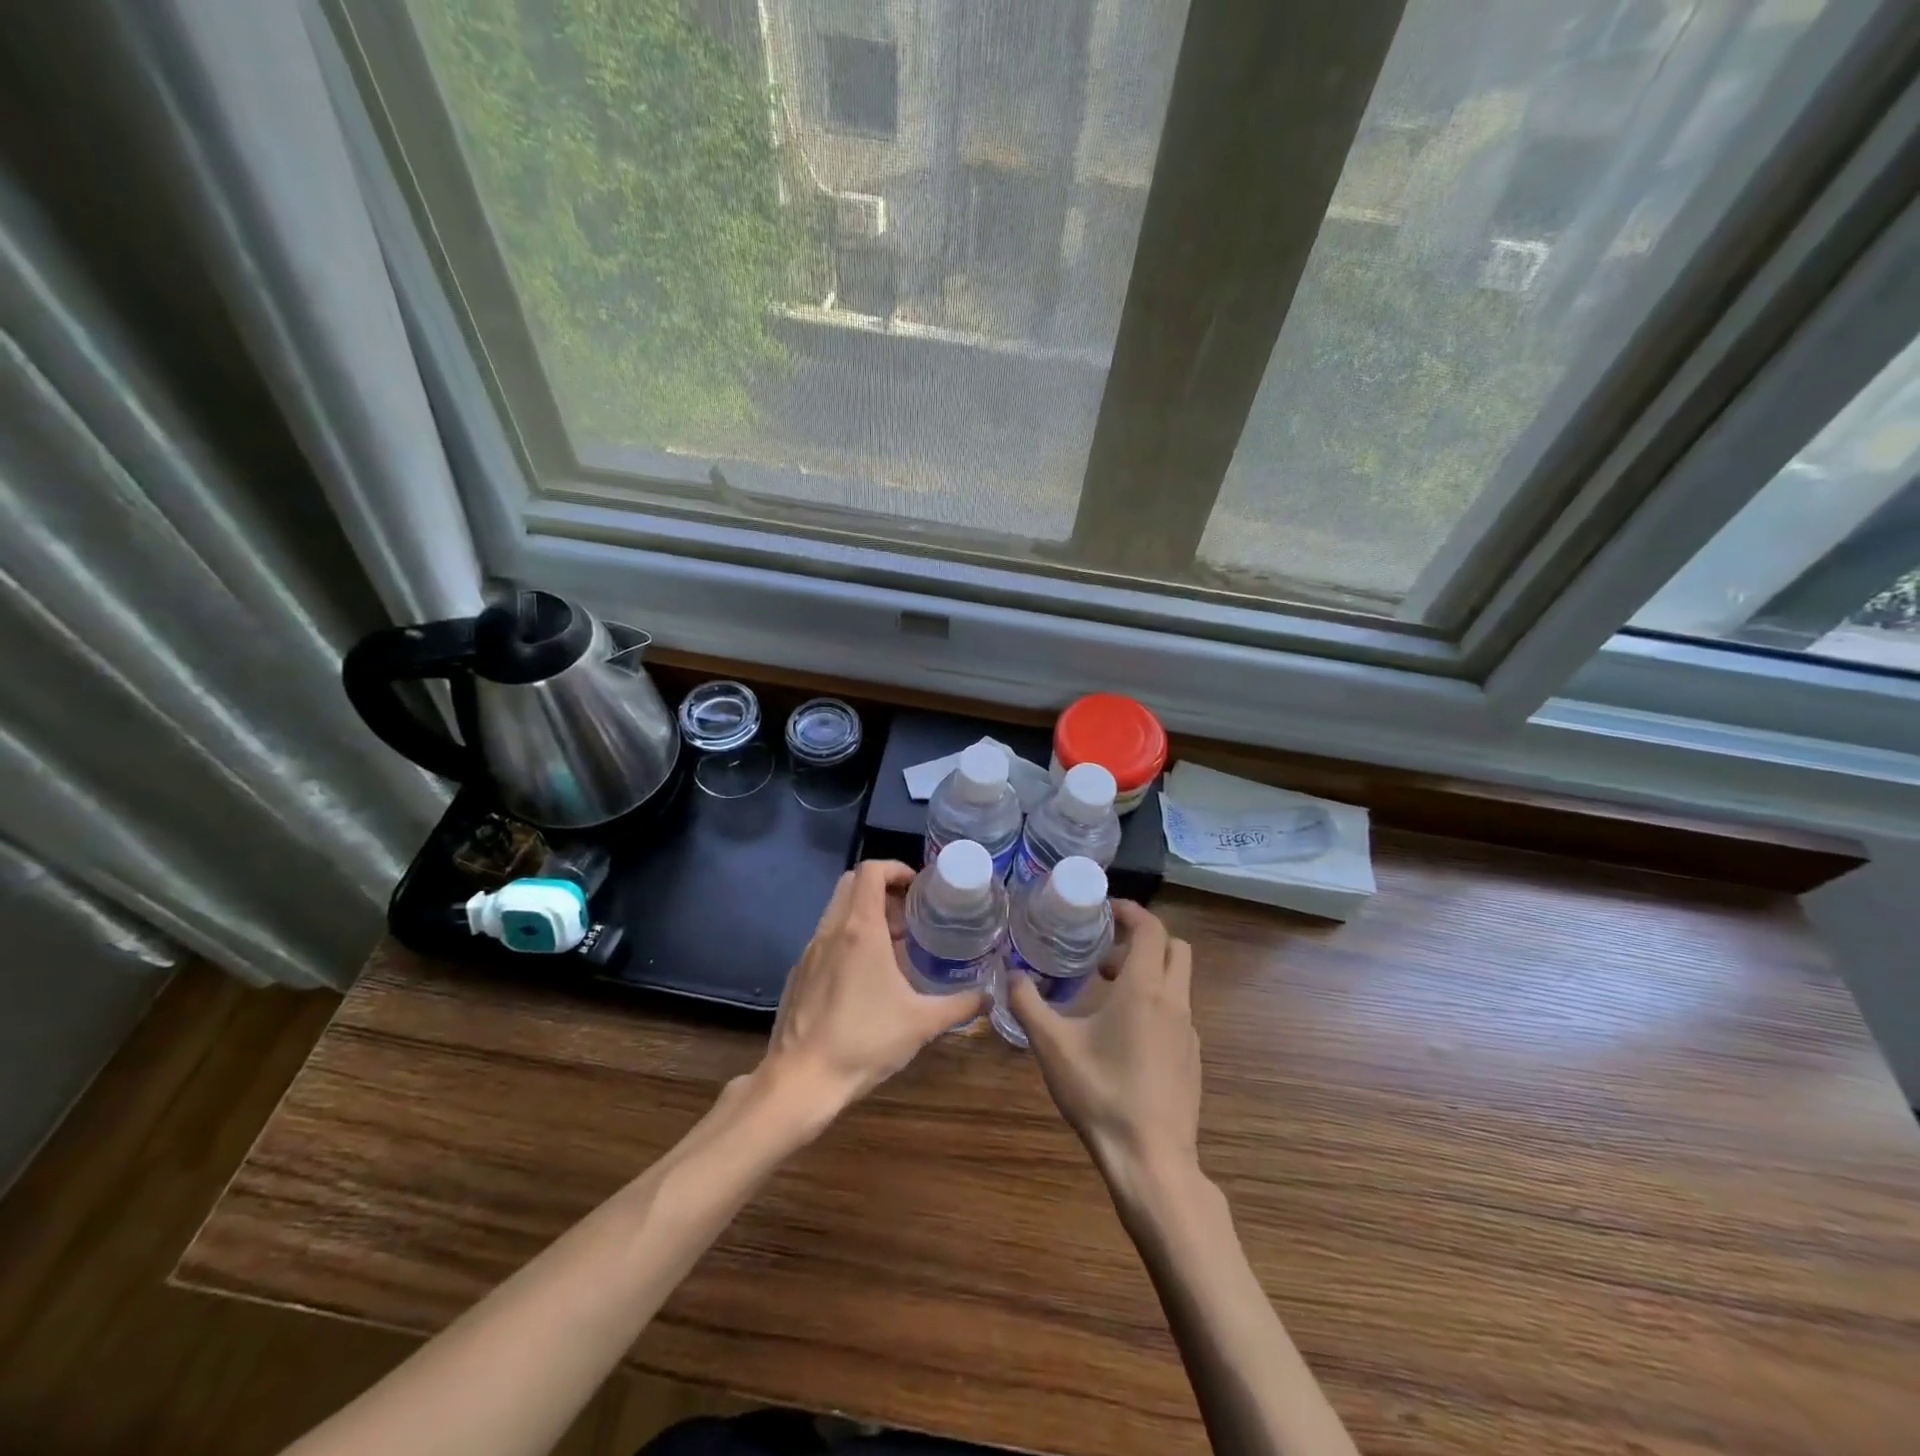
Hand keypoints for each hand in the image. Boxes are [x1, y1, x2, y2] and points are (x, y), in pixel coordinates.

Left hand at [757, 860, 988, 1130]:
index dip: (895, 868)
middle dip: (881, 888)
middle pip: (851, 883)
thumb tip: (990, 996)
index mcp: (860, 930)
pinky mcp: (798, 974)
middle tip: (908, 916)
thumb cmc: (864, 1042)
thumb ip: (960, 1005)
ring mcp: (809, 951)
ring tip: (892, 946)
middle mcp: (831, 930)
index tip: (918, 888)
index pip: (870, 870)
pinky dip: (846, 939)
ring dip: (863, 914)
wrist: (800, 1081)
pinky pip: (824, 939)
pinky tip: (864, 977)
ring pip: (836, 911)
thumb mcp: (922, 1023)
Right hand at [1008, 900, 1200, 1187]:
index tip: (1104, 910)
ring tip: (1105, 993)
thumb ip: (1028, 1004)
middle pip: (1174, 948)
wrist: (1151, 1161)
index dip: (1130, 911)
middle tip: (1104, 952)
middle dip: (1142, 939)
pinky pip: (1177, 1012)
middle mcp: (1174, 1002)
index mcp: (1144, 989)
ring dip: (1147, 972)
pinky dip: (1155, 1002)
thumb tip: (1011, 974)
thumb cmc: (1101, 1094)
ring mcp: (1189, 1032)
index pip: (1151, 928)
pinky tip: (1123, 1035)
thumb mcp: (1052, 1047)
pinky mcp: (1192, 1058)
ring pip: (1177, 981)